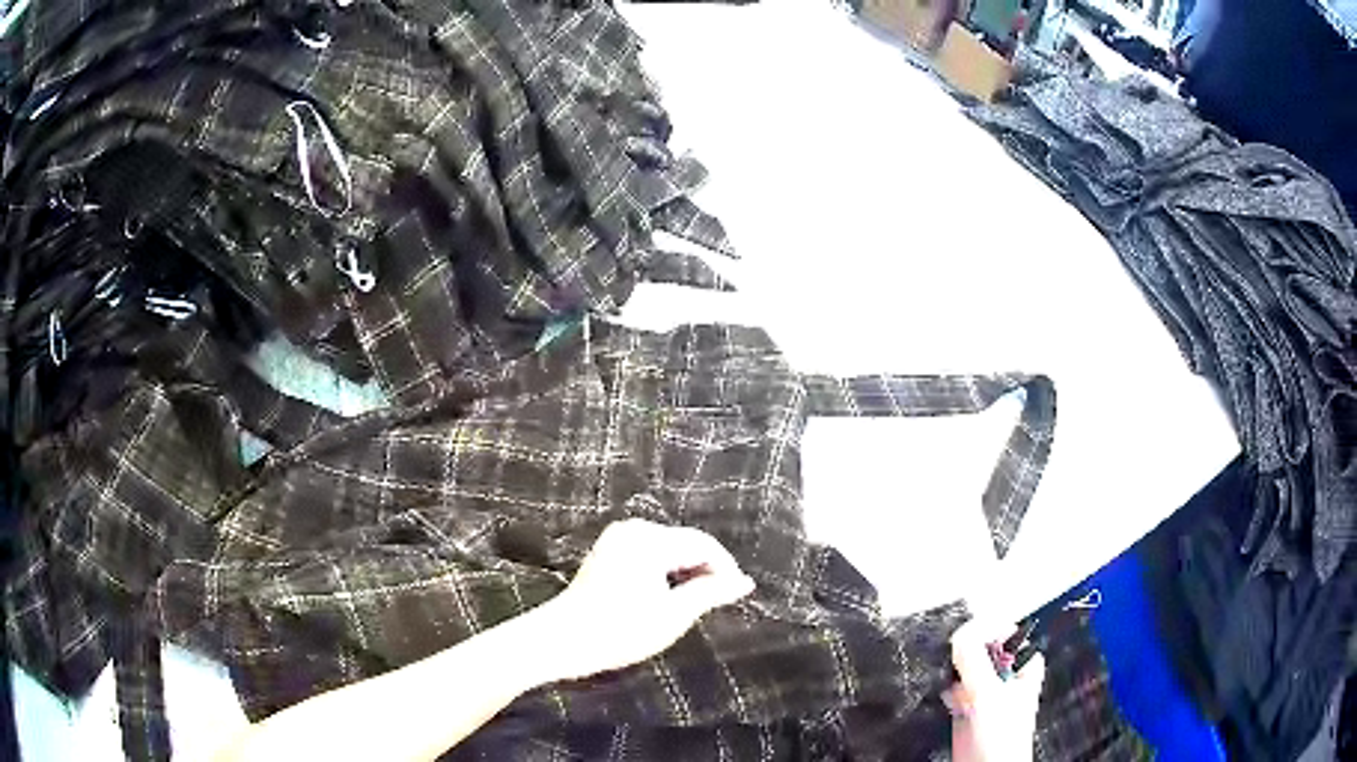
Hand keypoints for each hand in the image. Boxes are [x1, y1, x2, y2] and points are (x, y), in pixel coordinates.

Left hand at [540, 519, 755, 681]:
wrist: (562, 640)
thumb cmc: (620, 630)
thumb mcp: (673, 615)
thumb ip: (711, 593)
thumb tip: (744, 582)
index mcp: (650, 540)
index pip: (704, 544)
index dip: (726, 568)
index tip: (739, 594)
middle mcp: (634, 530)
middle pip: (685, 543)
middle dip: (706, 570)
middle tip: (720, 601)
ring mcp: (618, 538)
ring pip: (669, 549)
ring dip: (686, 572)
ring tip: (696, 602)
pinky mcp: (608, 551)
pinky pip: (650, 553)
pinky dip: (666, 572)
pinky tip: (668, 596)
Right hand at [948, 619, 1045, 761]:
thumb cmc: (1003, 738)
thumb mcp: (989, 692)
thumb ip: (975, 660)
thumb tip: (961, 631)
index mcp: (1025, 662)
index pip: (1003, 629)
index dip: (984, 631)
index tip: (967, 637)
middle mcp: (1006, 673)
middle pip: (980, 647)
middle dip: (965, 655)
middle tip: (959, 664)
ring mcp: (986, 690)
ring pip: (964, 667)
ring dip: (954, 674)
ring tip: (956, 688)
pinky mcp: (967, 706)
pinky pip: (952, 687)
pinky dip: (947, 691)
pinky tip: (951, 702)